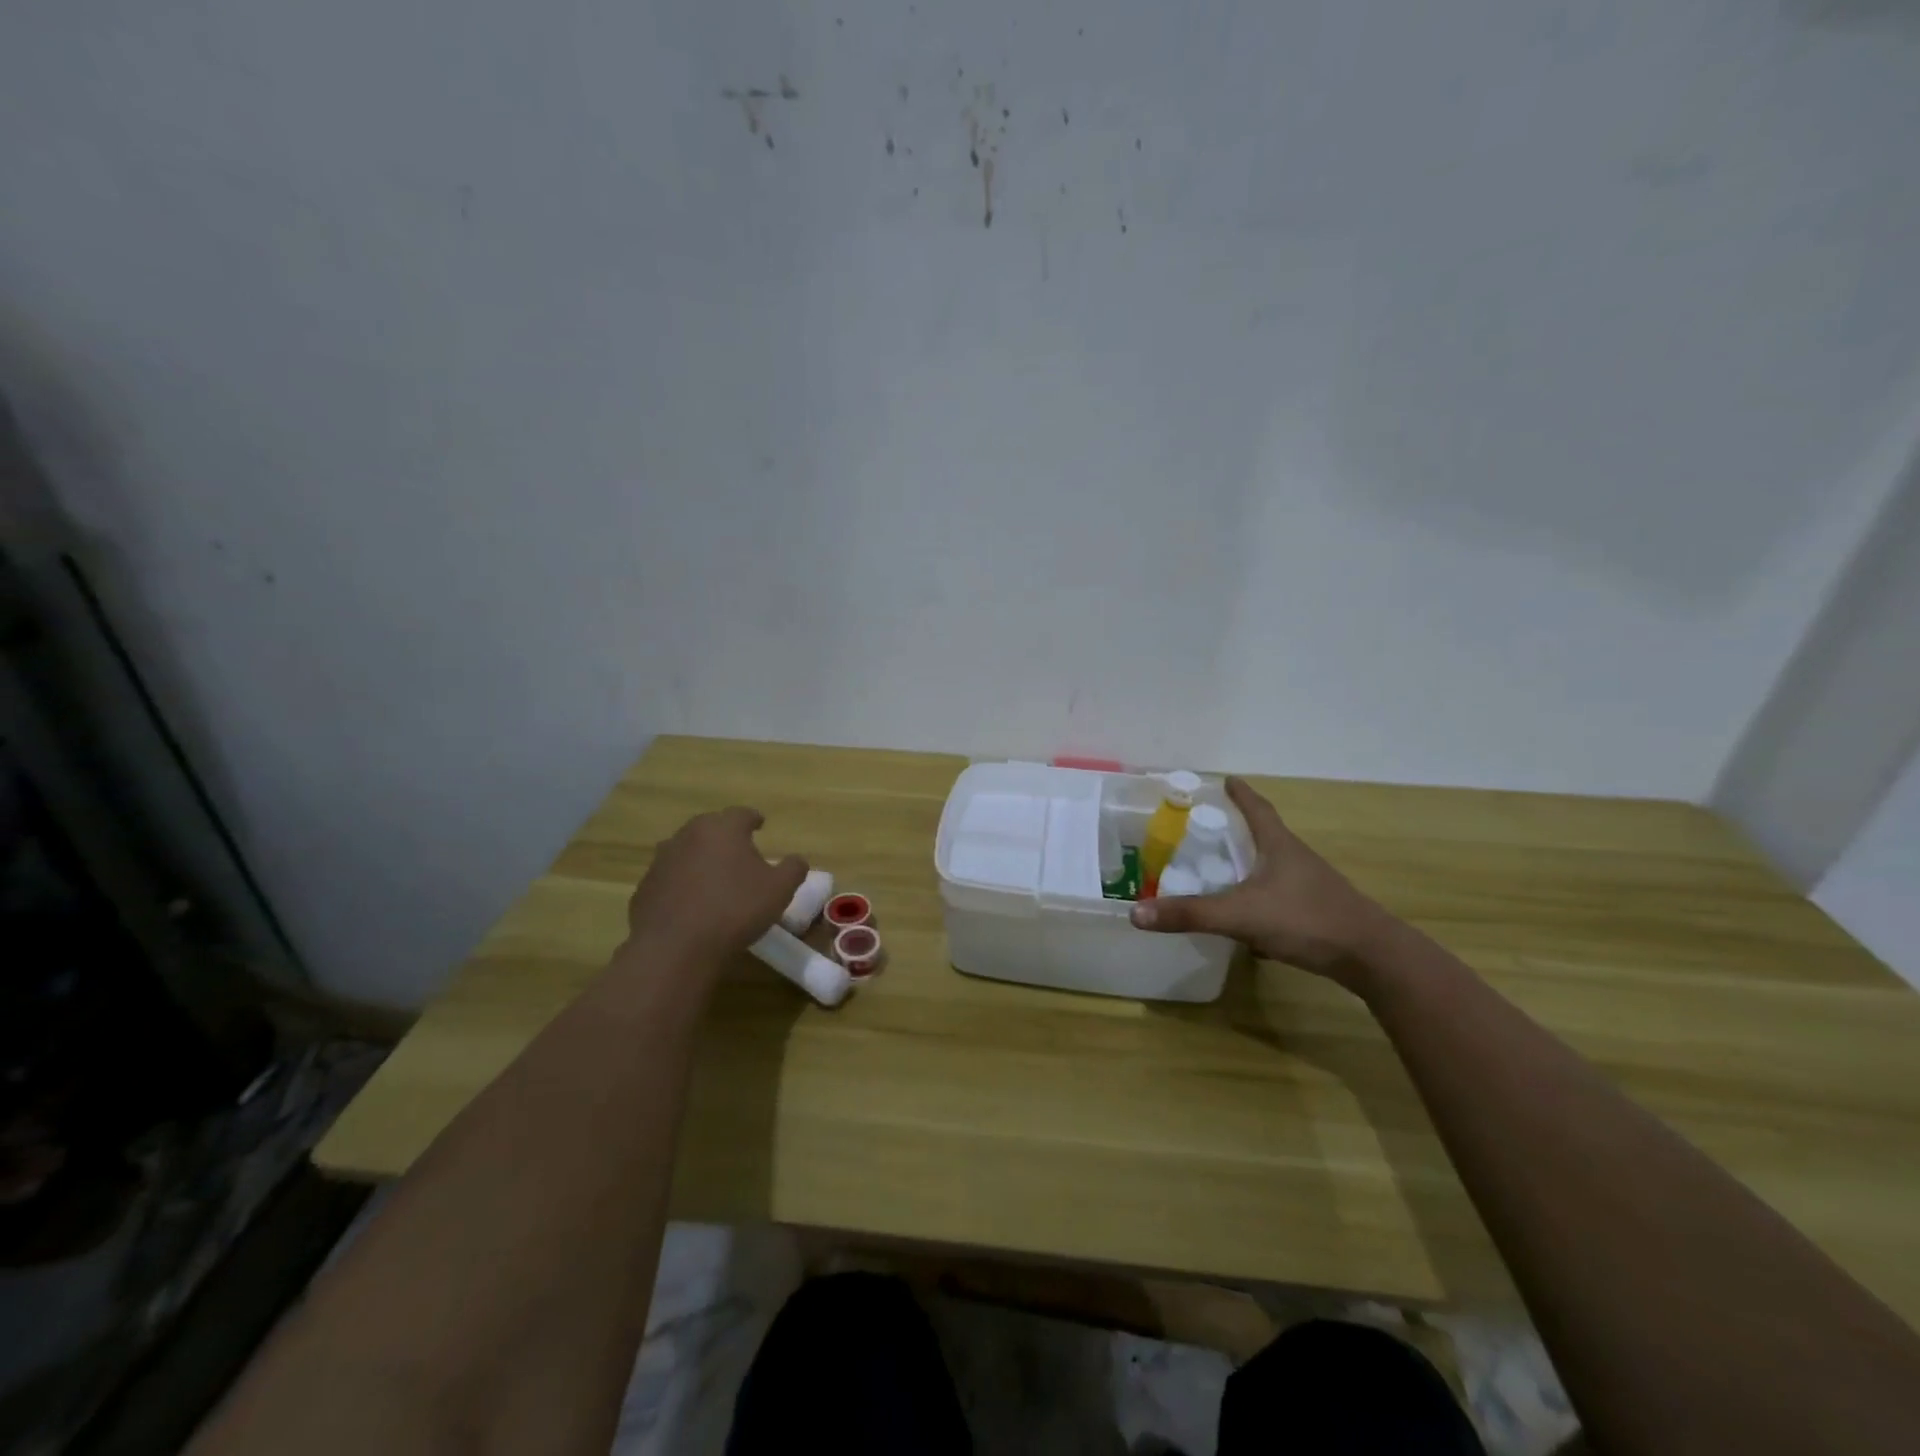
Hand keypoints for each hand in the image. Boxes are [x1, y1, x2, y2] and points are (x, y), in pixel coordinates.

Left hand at [623, 807, 806, 969]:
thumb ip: (793, 869)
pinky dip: (682, 884)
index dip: (753, 819)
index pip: (741, 814)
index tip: (760, 824)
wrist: (675, 948)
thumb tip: (797, 860)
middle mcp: (688, 835)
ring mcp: (661, 861)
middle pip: (710, 828)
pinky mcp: (645, 887)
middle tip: (740, 852)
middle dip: (725, 837)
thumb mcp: (779, 890)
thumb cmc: (735, 910)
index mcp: (722, 828)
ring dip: (701, 859)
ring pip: (687, 851)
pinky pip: (670, 878)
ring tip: (715, 878)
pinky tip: (692, 904)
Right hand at [1130, 777, 1399, 986]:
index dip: (1241, 795)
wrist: (1370, 957)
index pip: (1257, 809)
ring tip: (1222, 871)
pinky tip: (1246, 921)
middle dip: (1238, 830)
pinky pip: (1280, 898)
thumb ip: (1189, 913)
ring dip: (1249, 866)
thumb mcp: (1240, 915)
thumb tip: (1136, 912)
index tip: (1227, 780)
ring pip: (1273, 869)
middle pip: (1265, 836)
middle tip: (1209, 828)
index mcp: (1279, 846)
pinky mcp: (1317, 913)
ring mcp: (1310, 887)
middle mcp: (1296, 859)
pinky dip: (1260, 900)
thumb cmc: (1306, 920)